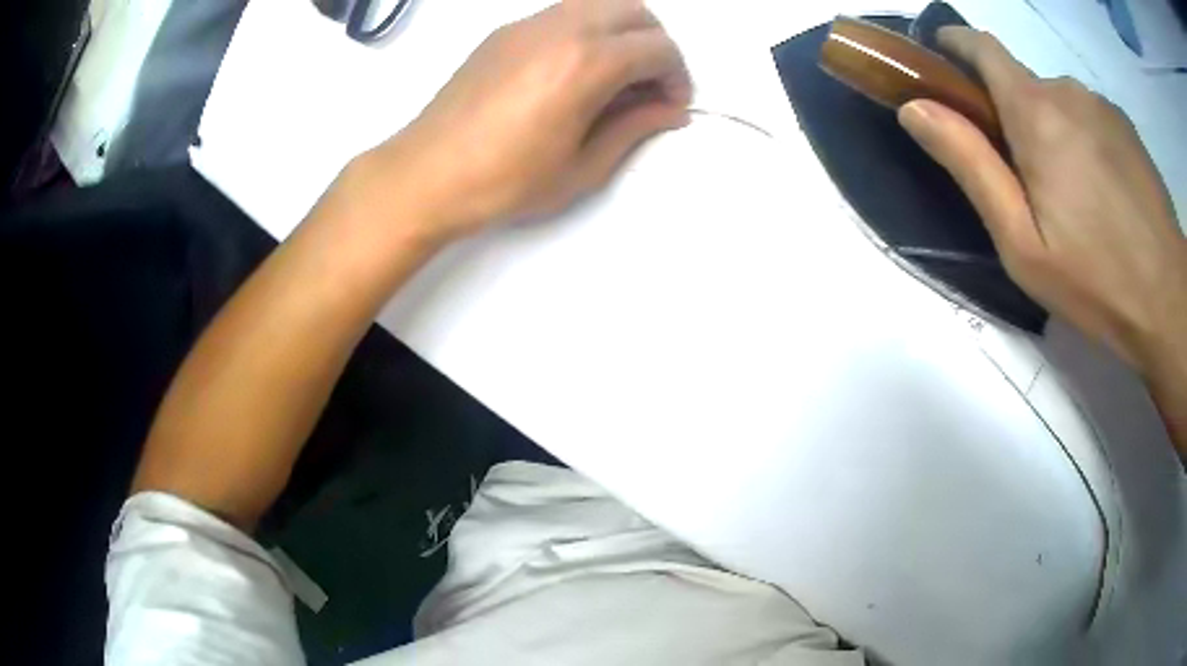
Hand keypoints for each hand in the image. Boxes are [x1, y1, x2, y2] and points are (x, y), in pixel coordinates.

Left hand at [352, 0, 691, 243]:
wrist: (427, 174)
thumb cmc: (506, 181)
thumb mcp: (582, 167)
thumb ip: (635, 128)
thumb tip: (672, 111)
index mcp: (587, 62)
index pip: (659, 47)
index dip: (677, 77)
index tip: (669, 106)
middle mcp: (562, 27)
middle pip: (635, 11)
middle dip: (656, 44)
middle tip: (648, 86)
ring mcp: (528, 23)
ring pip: (598, 2)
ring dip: (622, 30)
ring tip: (613, 75)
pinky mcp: (504, 31)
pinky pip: (563, 12)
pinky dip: (586, 29)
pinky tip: (572, 70)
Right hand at [898, 27, 1186, 371]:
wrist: (1168, 301)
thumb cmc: (1095, 280)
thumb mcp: (1021, 241)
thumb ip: (970, 164)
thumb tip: (915, 108)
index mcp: (1035, 111)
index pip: (981, 47)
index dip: (954, 45)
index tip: (942, 63)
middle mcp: (1067, 90)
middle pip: (1023, 84)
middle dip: (1012, 114)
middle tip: (1027, 181)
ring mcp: (1102, 105)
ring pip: (1060, 103)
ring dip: (1053, 130)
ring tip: (1074, 197)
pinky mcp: (1126, 127)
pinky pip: (1090, 117)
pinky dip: (1083, 139)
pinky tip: (1103, 193)